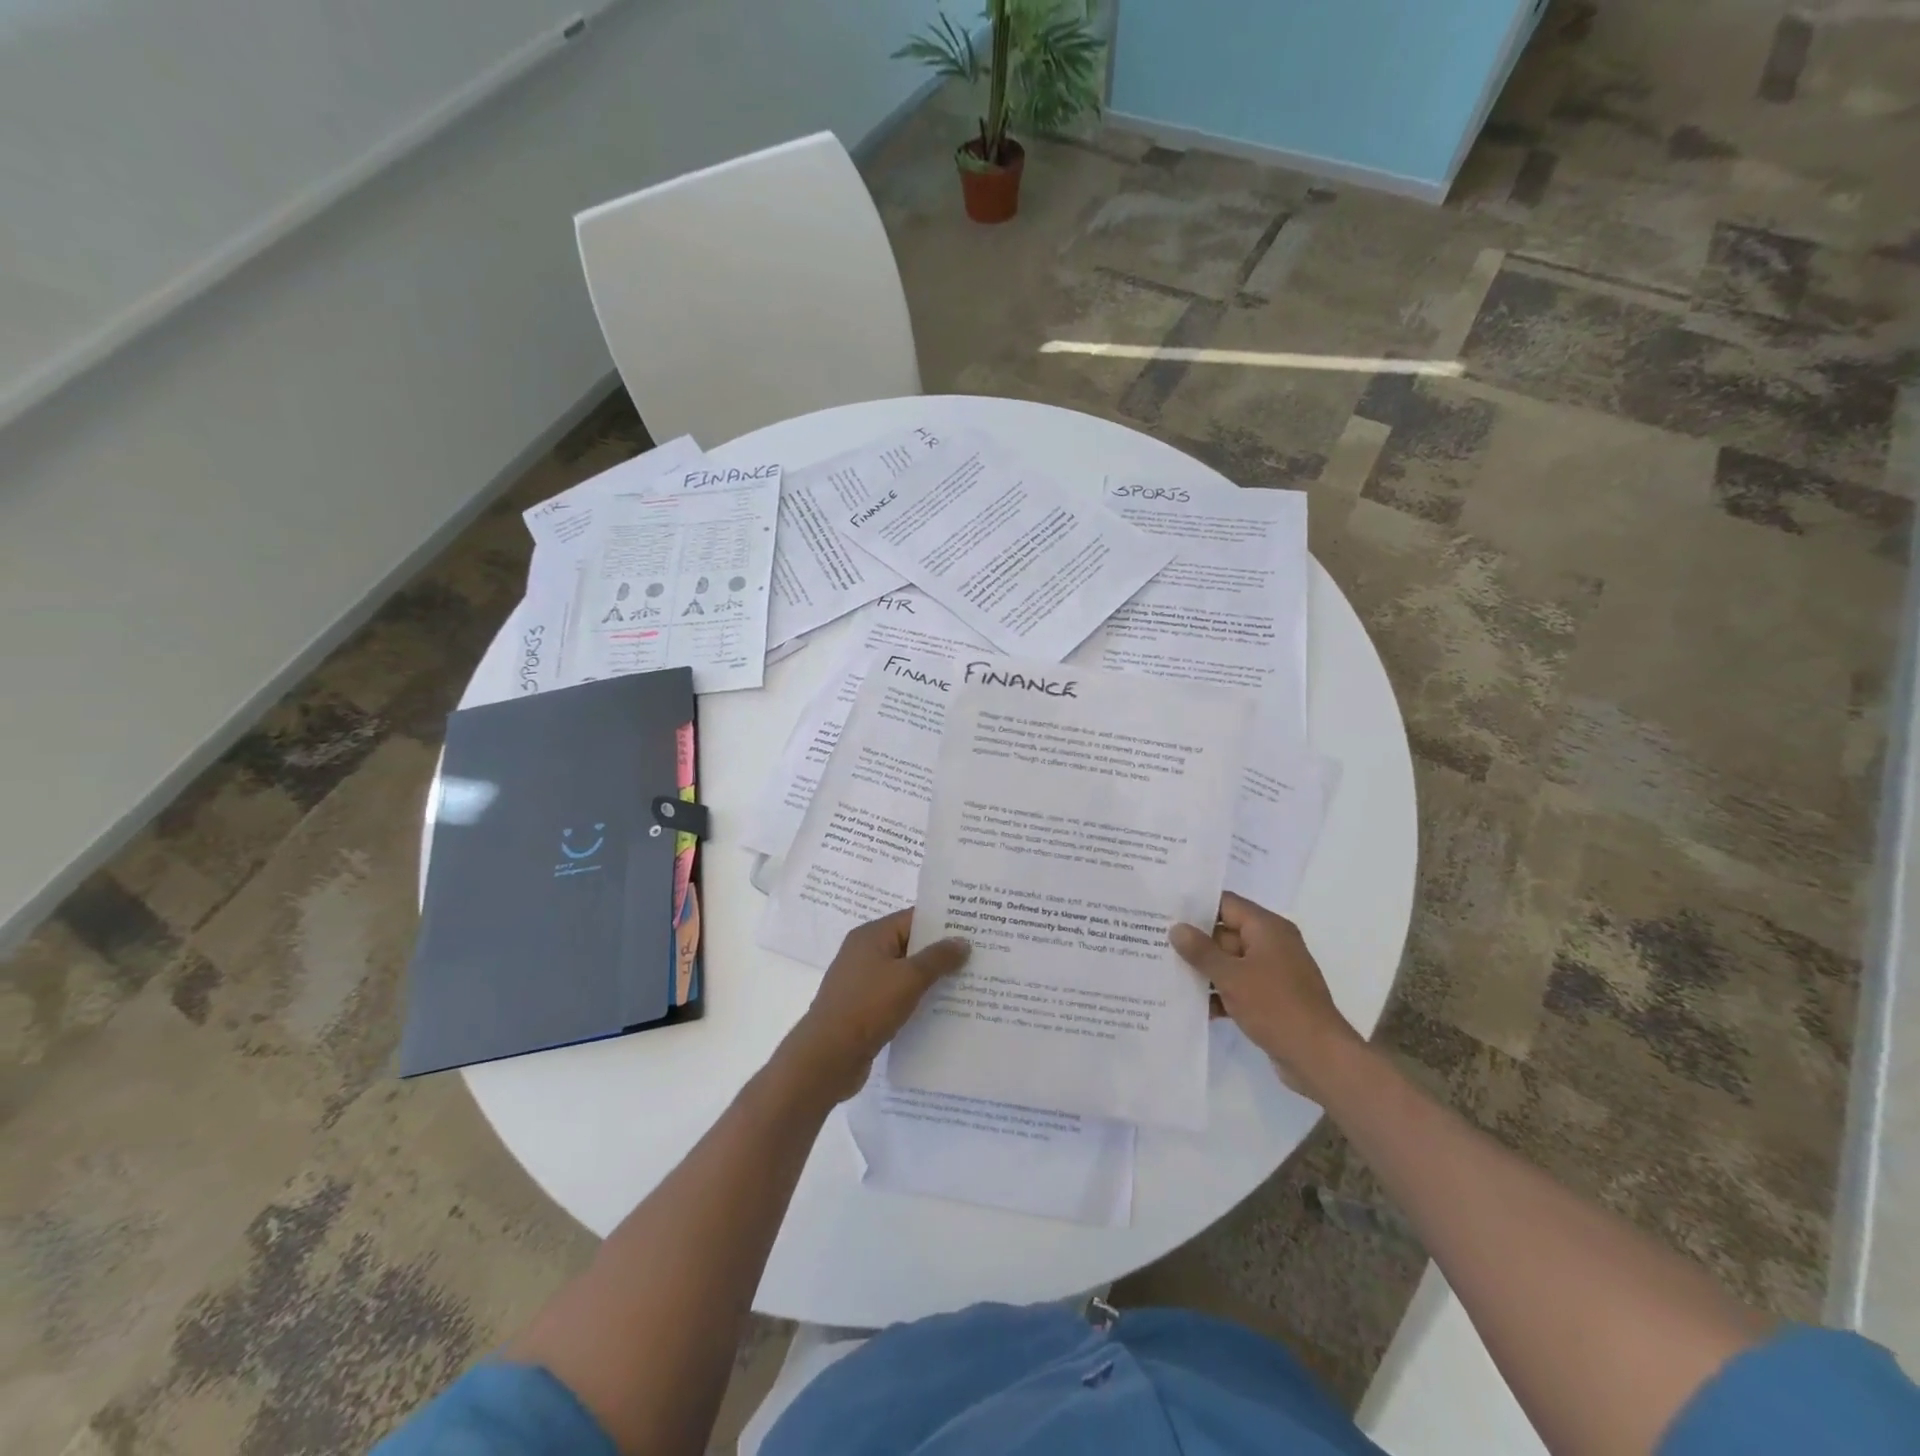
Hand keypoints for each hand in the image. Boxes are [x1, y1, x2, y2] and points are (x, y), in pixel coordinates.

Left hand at [781, 909, 969, 1102]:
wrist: (827, 1057)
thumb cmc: (867, 1007)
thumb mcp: (908, 979)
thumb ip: (938, 958)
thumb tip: (962, 941)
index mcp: (871, 936)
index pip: (913, 918)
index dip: (943, 922)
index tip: (974, 928)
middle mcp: (865, 953)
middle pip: (910, 945)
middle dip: (941, 952)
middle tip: (979, 956)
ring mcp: (863, 982)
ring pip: (905, 974)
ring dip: (931, 979)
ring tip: (968, 983)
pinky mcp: (865, 1009)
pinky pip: (897, 997)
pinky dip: (917, 1000)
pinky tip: (943, 1010)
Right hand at [1170, 892, 1361, 1099]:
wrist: (1319, 1058)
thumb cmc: (1276, 1006)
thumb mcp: (1232, 976)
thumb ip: (1201, 951)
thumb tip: (1177, 928)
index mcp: (1267, 928)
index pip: (1226, 904)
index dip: (1195, 906)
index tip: (1164, 911)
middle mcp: (1272, 944)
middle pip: (1225, 933)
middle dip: (1194, 942)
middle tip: (1156, 943)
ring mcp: (1273, 973)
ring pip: (1230, 962)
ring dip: (1204, 970)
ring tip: (1165, 973)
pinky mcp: (1271, 998)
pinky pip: (1239, 986)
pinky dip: (1219, 993)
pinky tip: (1191, 1005)